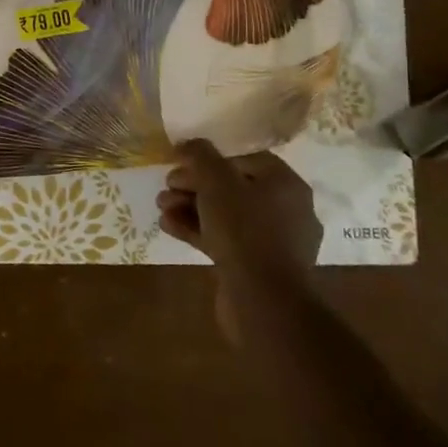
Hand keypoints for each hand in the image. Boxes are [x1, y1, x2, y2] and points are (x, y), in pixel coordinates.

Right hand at [158, 142, 321, 343]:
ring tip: (162, 207)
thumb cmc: (244, 230)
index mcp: (286, 184)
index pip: (244, 159)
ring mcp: (273, 243)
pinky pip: (225, 241)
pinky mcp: (257, 268)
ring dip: (191, 208)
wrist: (264, 302)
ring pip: (226, 216)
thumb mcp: (217, 182)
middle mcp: (286, 210)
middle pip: (233, 188)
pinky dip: (198, 231)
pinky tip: (169, 227)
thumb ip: (200, 156)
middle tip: (166, 187)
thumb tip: (188, 144)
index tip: (179, 163)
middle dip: (194, 186)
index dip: (208, 158)